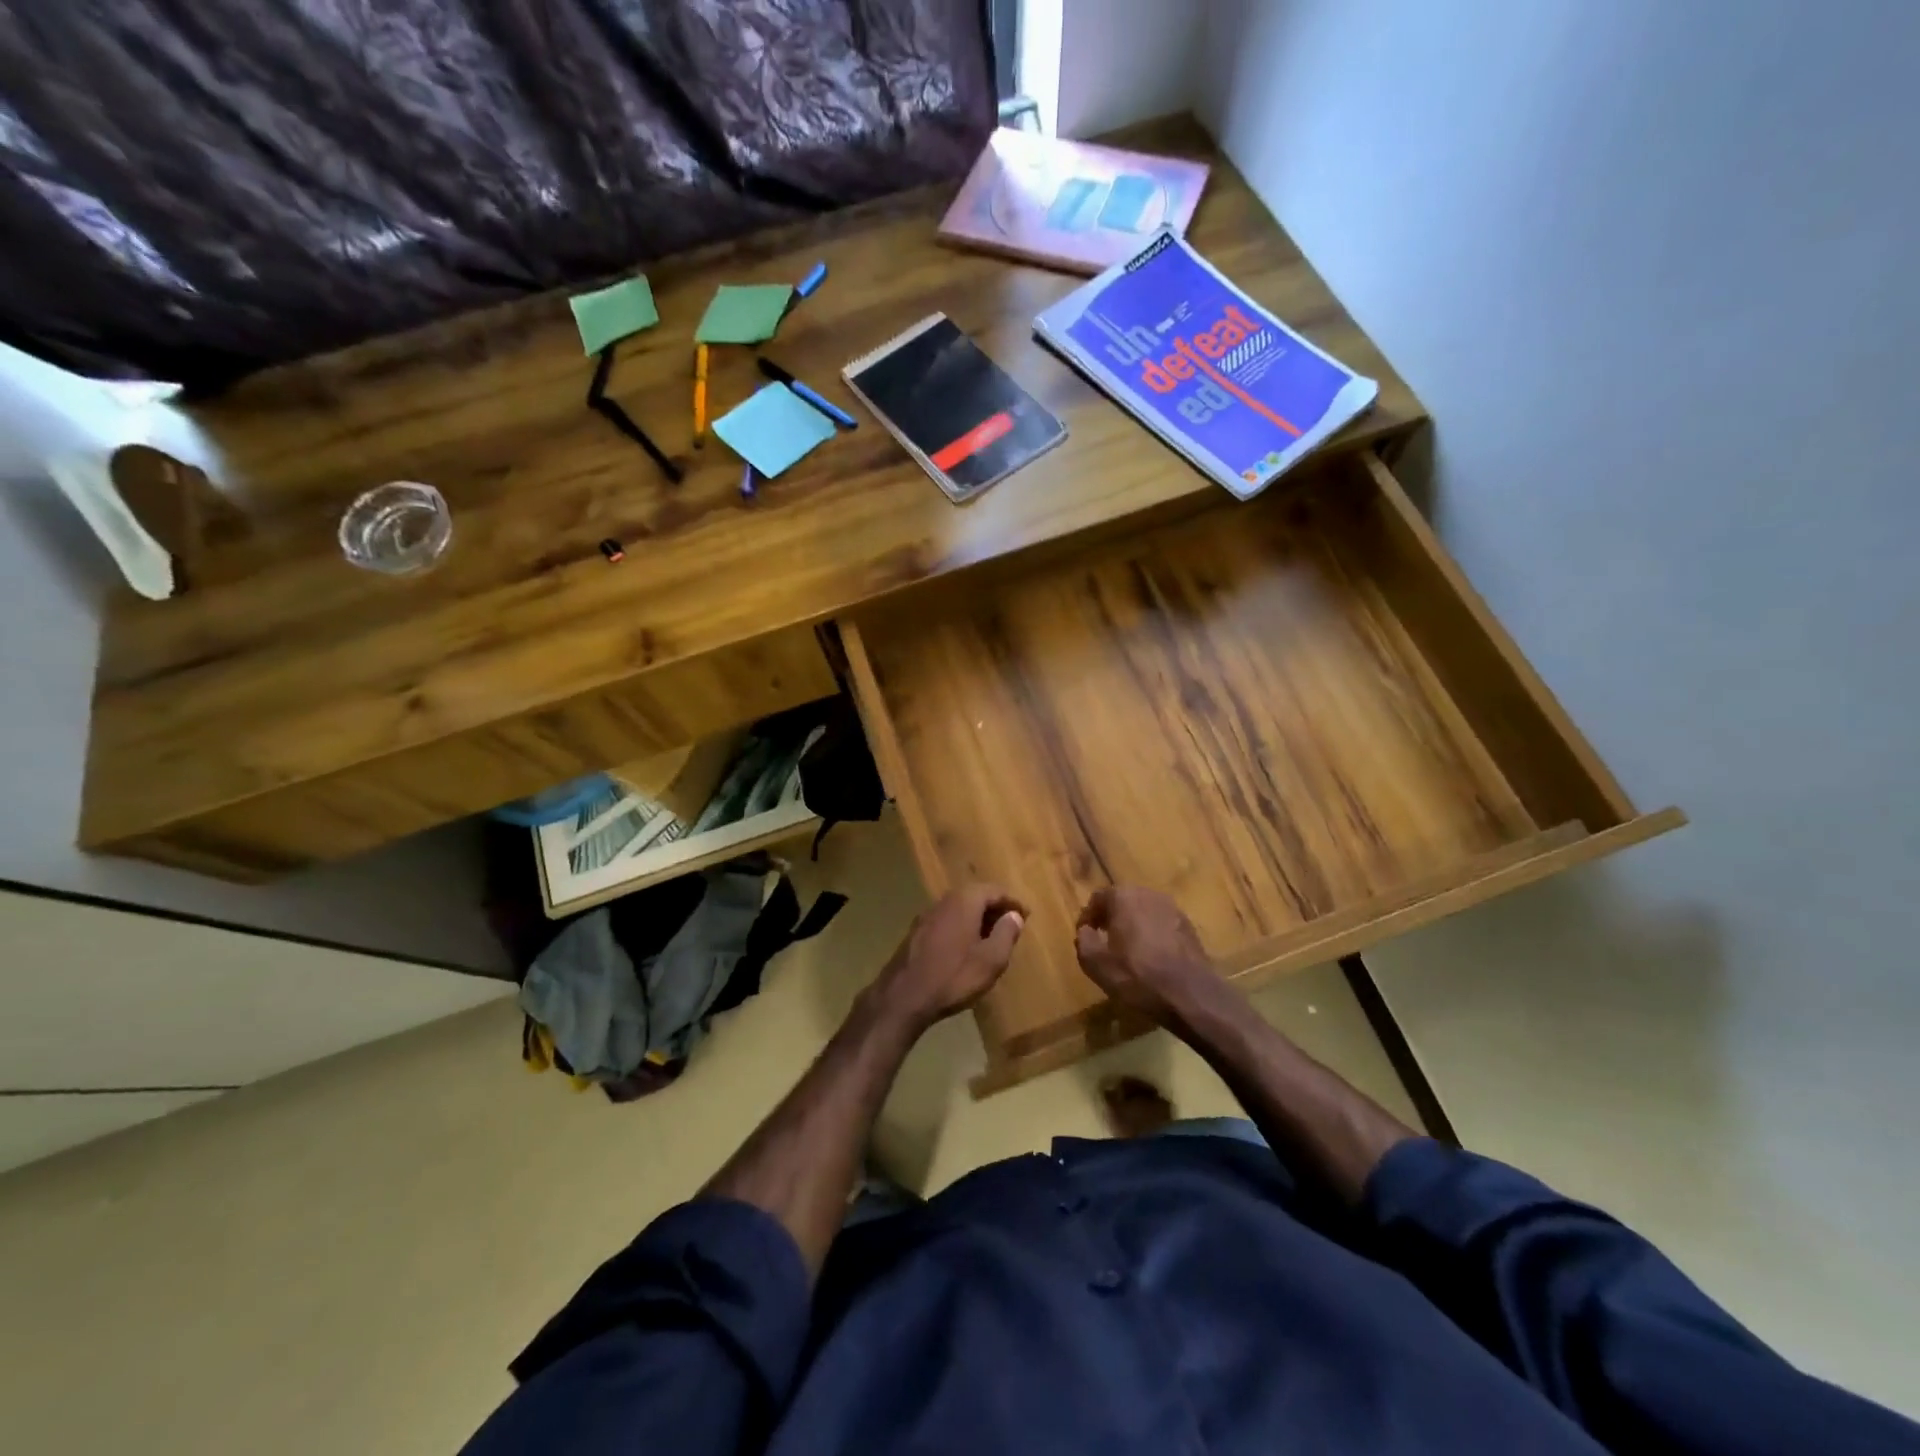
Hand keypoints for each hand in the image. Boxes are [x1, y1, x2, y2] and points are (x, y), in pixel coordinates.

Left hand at [873, 884, 1026, 1032]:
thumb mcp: (991, 960)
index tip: (1027, 915)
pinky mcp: (917, 931)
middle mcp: (945, 900)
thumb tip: (1014, 915)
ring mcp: (927, 915)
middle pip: (976, 895)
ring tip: (992, 937)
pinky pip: (947, 920)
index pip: (995, 890)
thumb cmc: (953, 976)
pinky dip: (962, 926)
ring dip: (978, 918)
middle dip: (995, 908)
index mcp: (965, 900)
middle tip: (1011, 924)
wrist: (903, 996)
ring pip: (960, 908)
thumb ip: (1006, 933)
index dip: (1013, 901)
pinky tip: (966, 947)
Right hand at [1075, 886, 1219, 1026]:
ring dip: (1133, 926)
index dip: (1088, 917)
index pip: (1098, 898)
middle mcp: (1149, 894)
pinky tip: (1151, 958)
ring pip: (1144, 912)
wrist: (1191, 995)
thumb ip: (1084, 940)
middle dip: (1111, 918)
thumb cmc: (1137, 976)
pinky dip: (1152, 935)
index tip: (1085, 936)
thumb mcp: (1096, 964)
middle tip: (1104, 941)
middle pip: (1122, 901)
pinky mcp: (1189, 926)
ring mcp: (1173, 908)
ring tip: (1127, 951)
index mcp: (1124, 896)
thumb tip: (1086, 931)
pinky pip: (1162, 924)